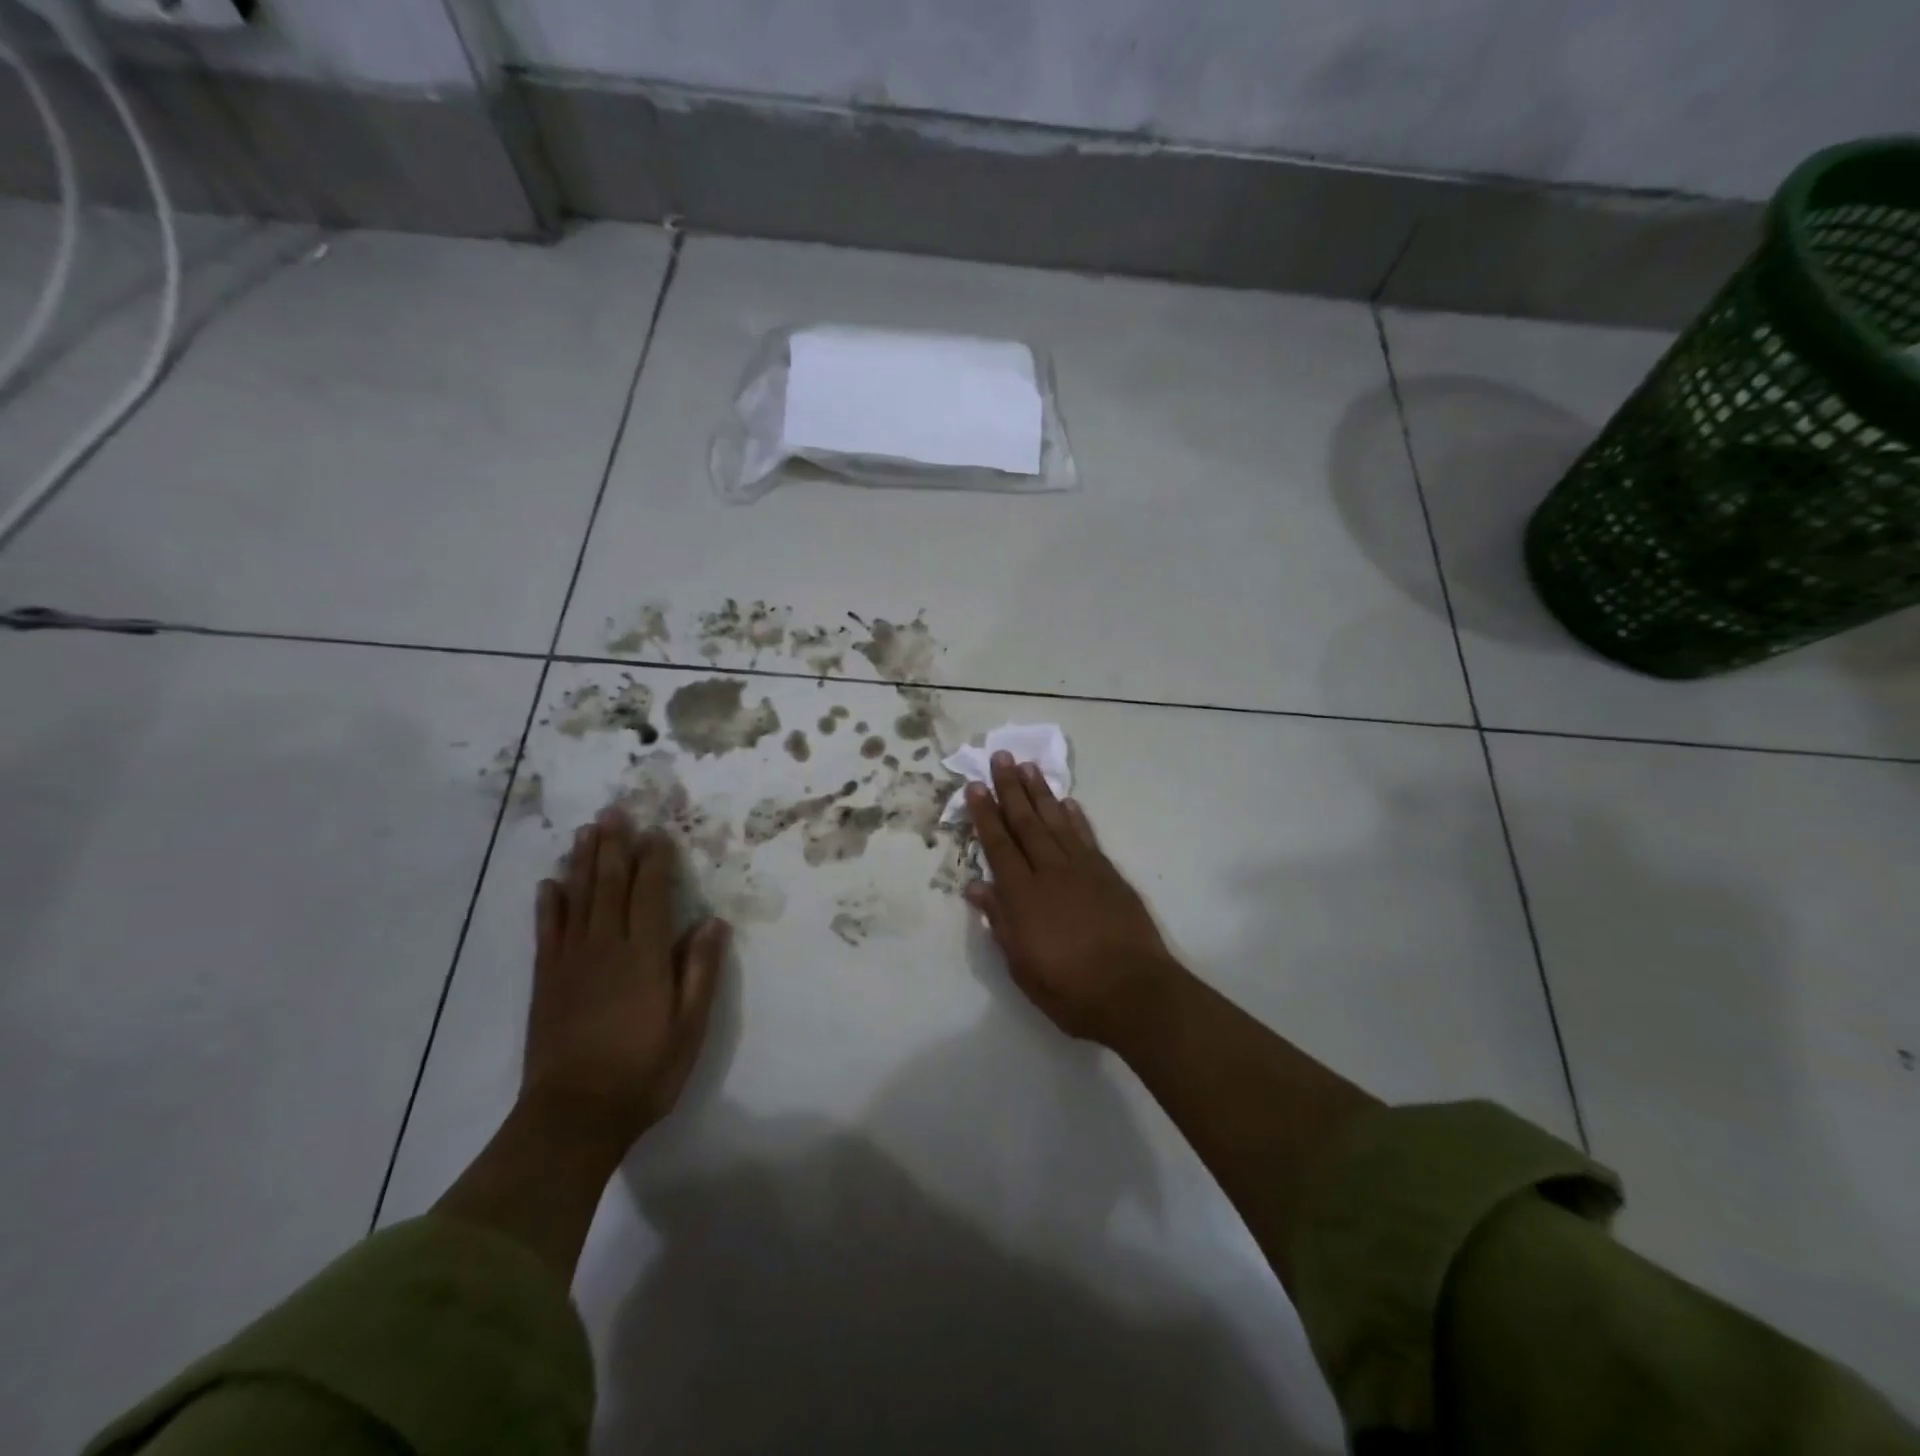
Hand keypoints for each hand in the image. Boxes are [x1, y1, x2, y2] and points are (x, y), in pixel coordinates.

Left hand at [521, 807, 728, 1151]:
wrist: (574, 1116)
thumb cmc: (644, 1071)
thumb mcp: (689, 1026)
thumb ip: (699, 970)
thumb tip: (712, 921)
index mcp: (644, 956)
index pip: (650, 893)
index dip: (654, 859)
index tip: (657, 830)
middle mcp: (605, 947)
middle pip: (610, 885)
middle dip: (614, 846)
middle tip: (614, 811)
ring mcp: (570, 961)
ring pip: (578, 898)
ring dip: (583, 862)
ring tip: (586, 831)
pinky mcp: (546, 980)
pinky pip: (547, 931)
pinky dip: (549, 903)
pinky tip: (550, 883)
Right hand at [964, 754, 1185, 1048]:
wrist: (1133, 991)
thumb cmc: (1069, 989)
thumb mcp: (1021, 965)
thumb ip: (999, 921)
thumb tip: (977, 886)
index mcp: (1023, 895)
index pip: (998, 845)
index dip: (986, 814)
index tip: (976, 786)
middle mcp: (1050, 871)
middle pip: (1026, 823)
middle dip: (1011, 789)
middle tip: (1001, 756)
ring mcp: (1083, 869)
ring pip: (1056, 822)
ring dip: (1041, 793)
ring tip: (1029, 767)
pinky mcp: (1109, 874)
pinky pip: (1087, 837)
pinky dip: (1075, 817)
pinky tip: (1067, 802)